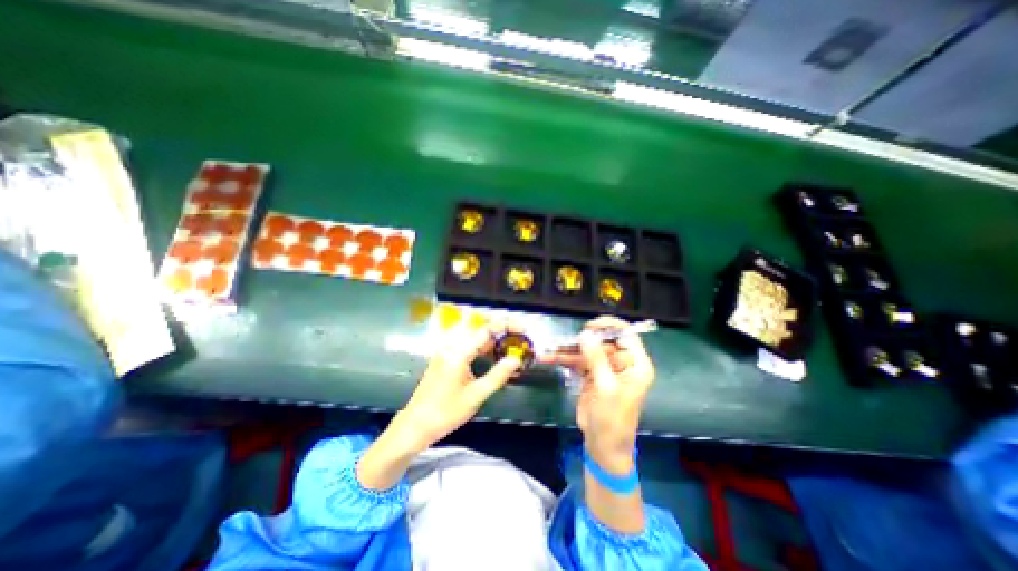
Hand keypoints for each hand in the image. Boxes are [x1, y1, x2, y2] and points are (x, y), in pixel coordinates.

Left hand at [398, 323, 519, 452]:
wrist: (414, 425)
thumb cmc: (445, 413)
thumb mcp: (476, 396)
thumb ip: (498, 375)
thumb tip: (516, 359)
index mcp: (459, 352)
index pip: (486, 329)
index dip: (506, 325)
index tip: (523, 329)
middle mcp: (451, 346)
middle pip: (480, 329)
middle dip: (501, 329)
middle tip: (519, 338)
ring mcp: (446, 351)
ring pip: (474, 336)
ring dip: (492, 338)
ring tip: (510, 345)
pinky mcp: (445, 358)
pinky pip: (467, 345)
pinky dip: (482, 346)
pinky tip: (492, 355)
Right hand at [540, 314, 651, 469]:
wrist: (603, 447)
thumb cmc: (613, 420)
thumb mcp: (606, 388)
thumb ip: (597, 359)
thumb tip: (586, 334)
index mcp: (635, 364)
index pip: (626, 335)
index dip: (608, 326)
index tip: (589, 326)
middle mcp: (622, 363)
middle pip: (602, 341)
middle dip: (581, 341)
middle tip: (563, 343)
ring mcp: (605, 368)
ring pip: (587, 351)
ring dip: (567, 350)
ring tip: (549, 350)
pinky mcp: (591, 375)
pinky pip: (578, 361)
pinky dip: (564, 359)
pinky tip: (549, 358)